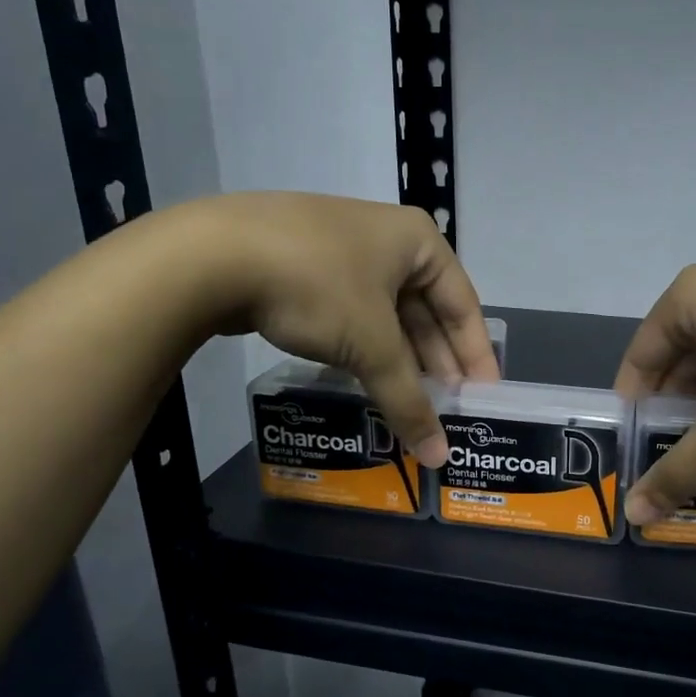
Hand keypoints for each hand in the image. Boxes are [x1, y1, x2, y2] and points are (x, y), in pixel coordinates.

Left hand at [209, 193, 496, 464]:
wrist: (211, 255)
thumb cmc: (317, 286)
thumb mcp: (372, 345)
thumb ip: (409, 400)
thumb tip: (438, 457)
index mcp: (417, 241)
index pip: (464, 304)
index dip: (476, 355)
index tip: (484, 397)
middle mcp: (386, 239)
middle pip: (425, 310)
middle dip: (437, 362)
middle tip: (448, 409)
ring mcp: (342, 251)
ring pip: (386, 315)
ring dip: (400, 361)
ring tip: (412, 404)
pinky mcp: (305, 268)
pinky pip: (352, 314)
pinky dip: (365, 349)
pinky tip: (369, 381)